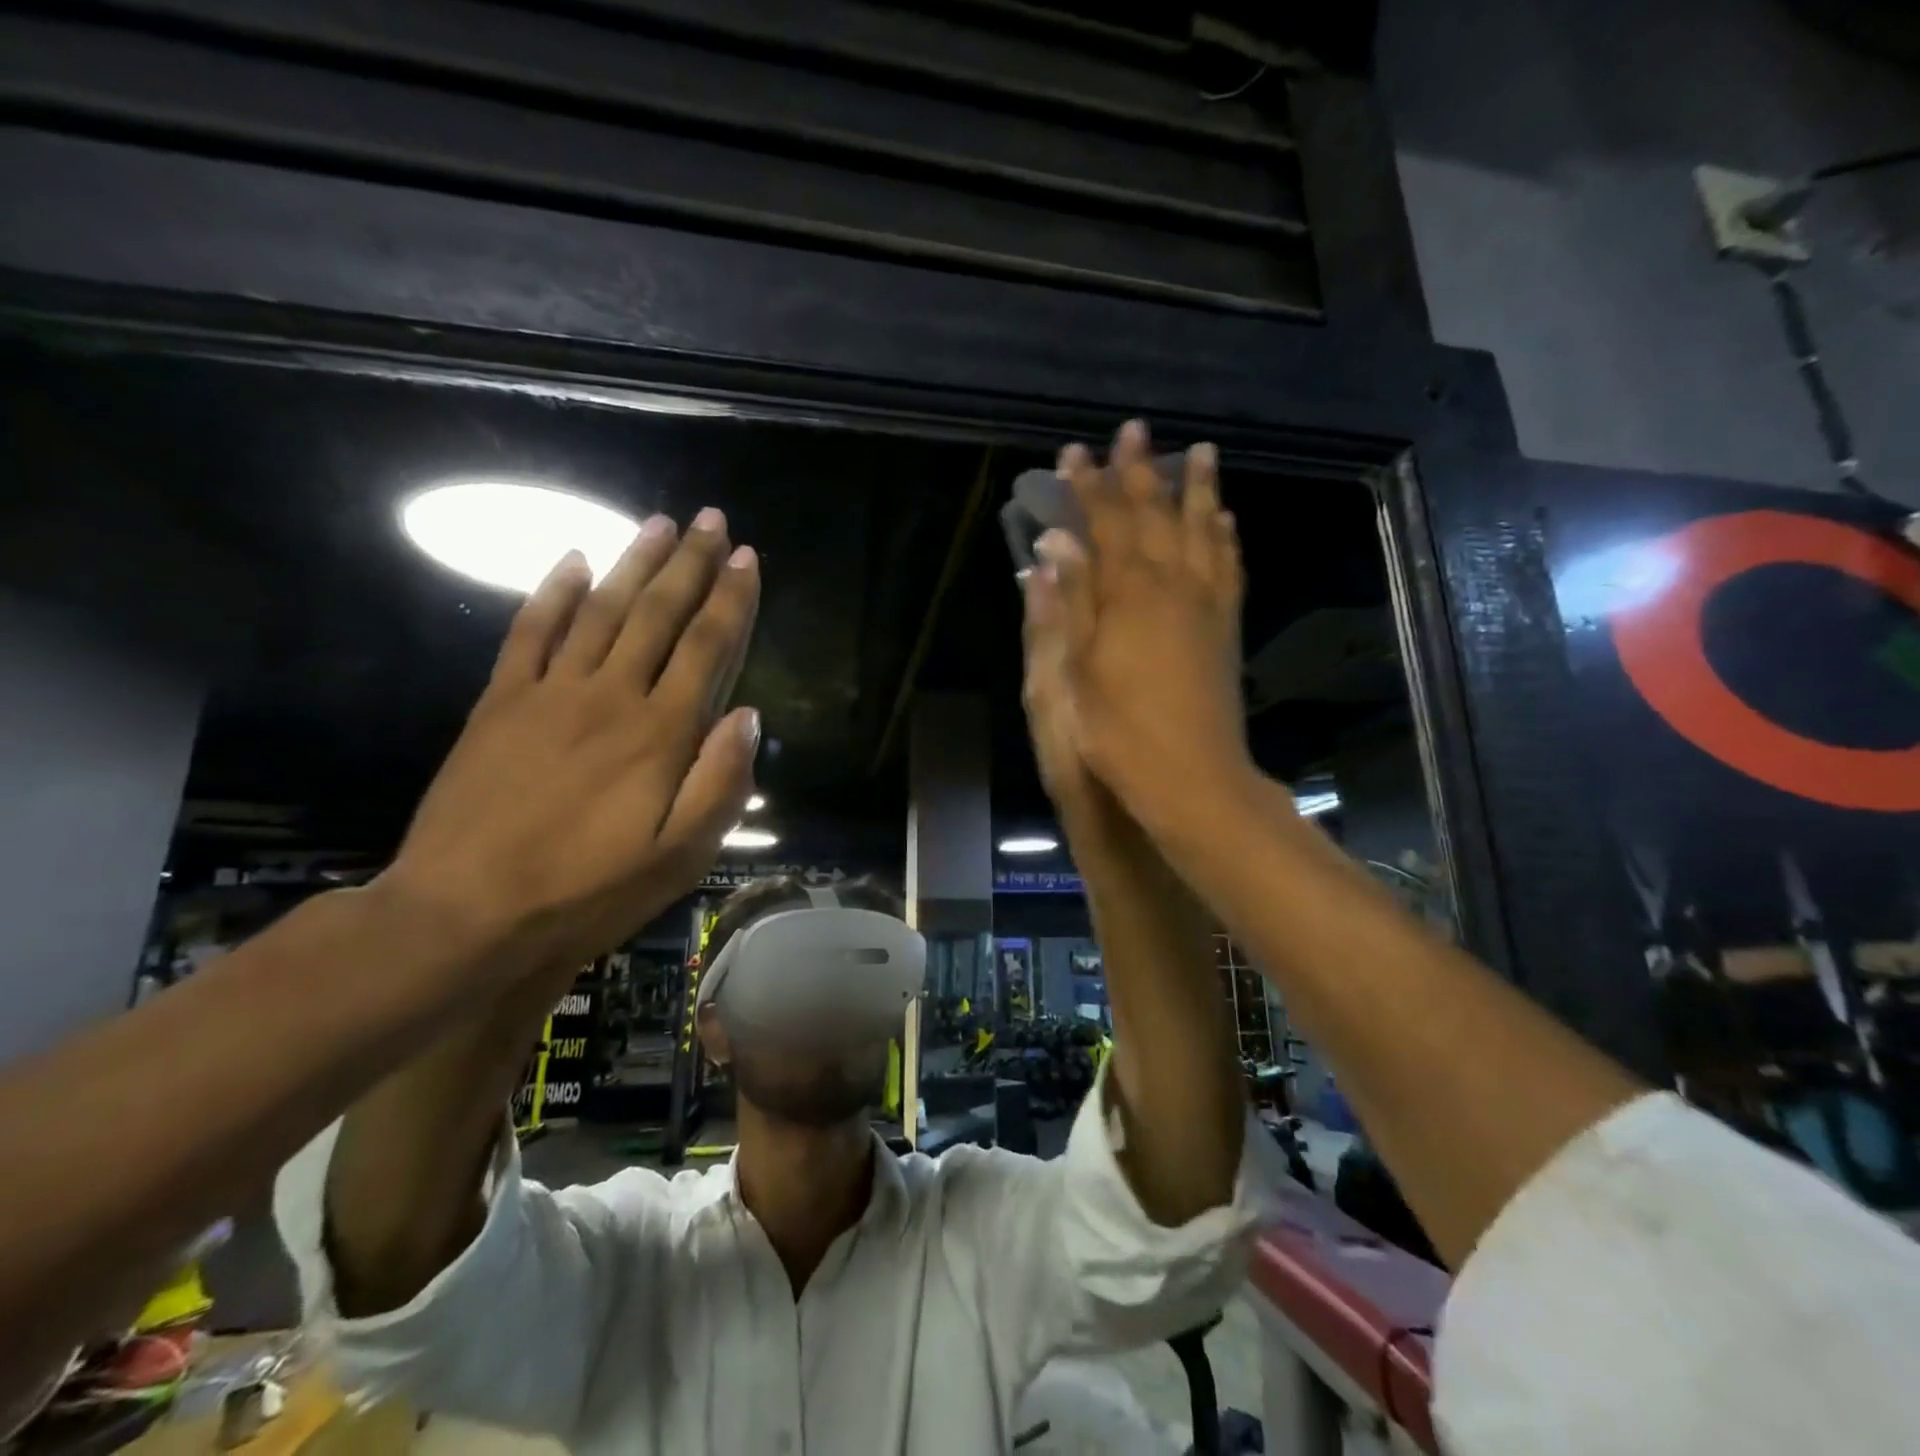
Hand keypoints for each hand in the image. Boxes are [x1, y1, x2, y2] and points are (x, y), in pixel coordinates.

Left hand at [381, 508, 760, 980]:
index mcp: (662, 733)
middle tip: (711, 520)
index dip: (732, 599)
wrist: (467, 914)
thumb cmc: (589, 891)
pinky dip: (551, 592)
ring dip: (633, 563)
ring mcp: (550, 693)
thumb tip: (748, 715)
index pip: (708, 647)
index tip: (747, 557)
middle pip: (659, 614)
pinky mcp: (499, 703)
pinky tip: (572, 560)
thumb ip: (721, 782)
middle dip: (690, 563)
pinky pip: (529, 632)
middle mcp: (612, 696)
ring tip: (658, 524)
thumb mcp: (681, 857)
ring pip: (601, 609)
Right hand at [1027, 420, 1248, 840]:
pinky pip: (1230, 567)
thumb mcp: (1076, 671)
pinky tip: (1225, 521)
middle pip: (1156, 515)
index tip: (1074, 452)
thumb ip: (1070, 602)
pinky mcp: (1226, 627)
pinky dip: (1226, 537)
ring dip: (1198, 490)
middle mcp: (1172, 585)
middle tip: (1134, 430)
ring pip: (1203, 531)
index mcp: (1128, 594)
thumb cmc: (1118, 730)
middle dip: (1140, 472)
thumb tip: (1056, 545)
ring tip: (1200, 452)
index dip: (1088, 487)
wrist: (1192, 776)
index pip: (1106, 524)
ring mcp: (1207, 604)